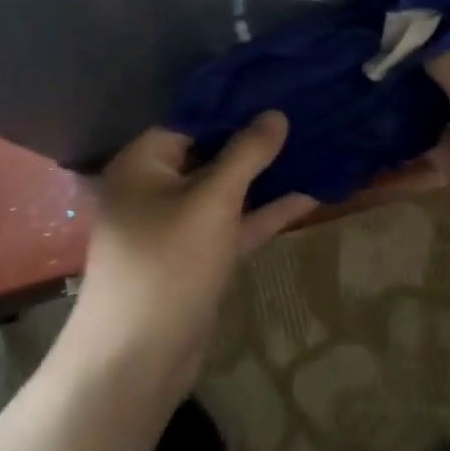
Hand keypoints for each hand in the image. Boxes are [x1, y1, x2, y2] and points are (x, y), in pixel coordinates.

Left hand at [66, 113, 316, 400]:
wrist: (136, 362)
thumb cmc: (168, 264)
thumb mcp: (212, 201)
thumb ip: (245, 155)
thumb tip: (275, 114)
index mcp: (144, 163)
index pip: (192, 119)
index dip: (234, 105)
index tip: (277, 89)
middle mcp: (156, 187)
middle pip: (211, 152)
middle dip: (255, 140)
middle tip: (304, 114)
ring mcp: (177, 225)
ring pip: (225, 190)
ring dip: (265, 177)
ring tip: (312, 147)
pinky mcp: (197, 257)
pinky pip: (232, 223)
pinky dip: (263, 212)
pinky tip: (308, 196)